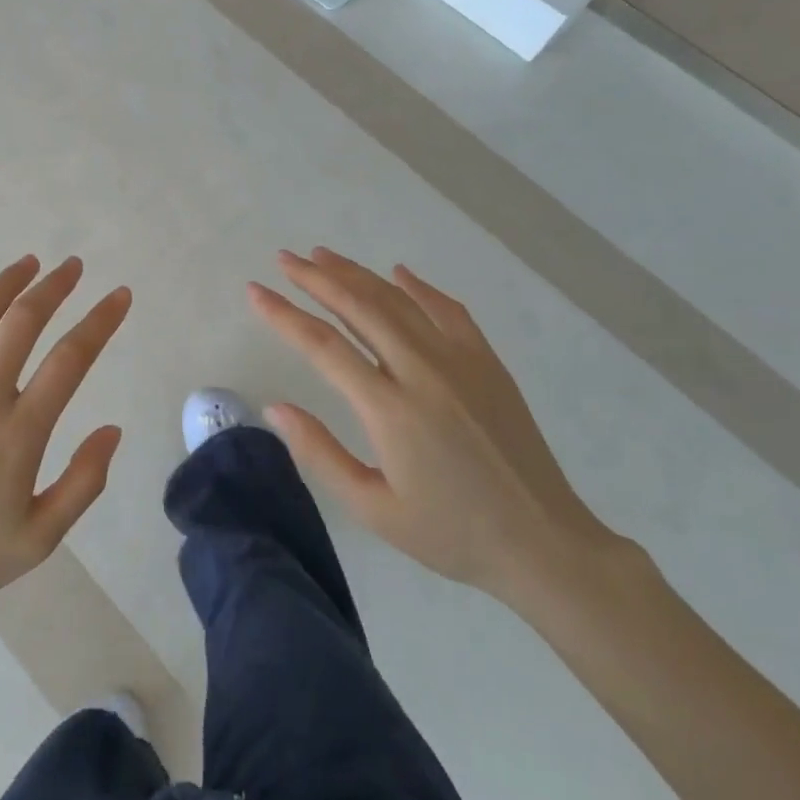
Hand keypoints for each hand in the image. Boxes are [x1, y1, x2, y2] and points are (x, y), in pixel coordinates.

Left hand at [0, 256, 131, 638]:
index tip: (119, 296)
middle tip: (73, 267)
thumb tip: (112, 428)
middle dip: (53, 288)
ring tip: (29, 263)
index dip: (100, 321)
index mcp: (18, 434)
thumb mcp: (40, 540)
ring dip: (5, 284)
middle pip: (22, 323)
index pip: (70, 360)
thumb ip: (83, 482)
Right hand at [249, 248, 621, 608]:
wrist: (543, 543)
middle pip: (359, 307)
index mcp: (390, 409)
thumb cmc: (450, 533)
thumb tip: (275, 407)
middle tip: (284, 259)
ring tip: (323, 255)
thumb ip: (320, 453)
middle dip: (316, 278)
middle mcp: (422, 372)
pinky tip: (398, 273)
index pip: (323, 346)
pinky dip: (418, 287)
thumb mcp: (374, 509)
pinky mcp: (487, 363)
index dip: (284, 314)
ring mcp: (460, 362)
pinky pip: (448, 310)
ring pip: (398, 301)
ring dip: (357, 274)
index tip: (255, 291)